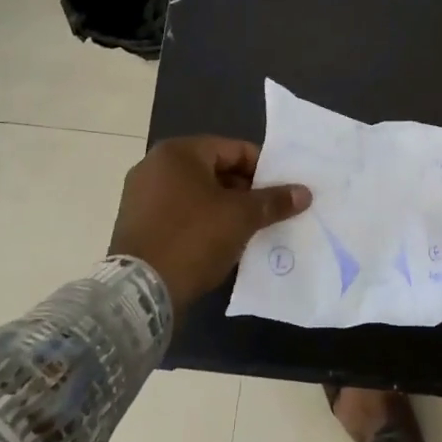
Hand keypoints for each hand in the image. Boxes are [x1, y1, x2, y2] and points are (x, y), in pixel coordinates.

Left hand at [109, 137, 310, 311]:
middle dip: (246, 190)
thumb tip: (304, 192)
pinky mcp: (137, 224)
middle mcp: (154, 166)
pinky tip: (223, 243)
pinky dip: (203, 223)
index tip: (284, 190)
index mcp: (178, 153)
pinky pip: (181, 214)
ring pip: (198, 194)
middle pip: (215, 170)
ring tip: (252, 229)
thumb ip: (274, 201)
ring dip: (226, 209)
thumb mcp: (241, 217)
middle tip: (271, 211)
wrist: (140, 291)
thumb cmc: (194, 238)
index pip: (234, 149)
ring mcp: (141, 196)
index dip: (264, 169)